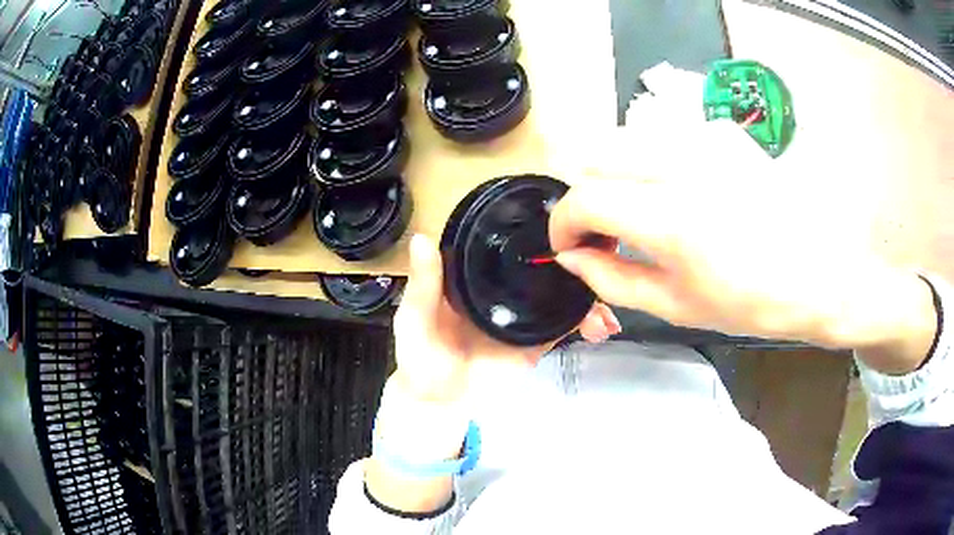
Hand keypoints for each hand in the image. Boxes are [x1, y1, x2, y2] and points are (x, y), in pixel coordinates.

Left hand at [392, 234, 620, 404]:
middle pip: (542, 265)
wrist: (443, 404)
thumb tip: (423, 238)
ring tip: (603, 305)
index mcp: (472, 274)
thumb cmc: (421, 358)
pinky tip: (602, 325)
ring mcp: (523, 312)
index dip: (533, 230)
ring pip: (560, 292)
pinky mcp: (536, 338)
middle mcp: (502, 286)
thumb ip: (424, 285)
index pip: (505, 243)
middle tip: (600, 261)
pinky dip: (585, 321)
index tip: (564, 222)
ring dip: (586, 292)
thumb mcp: (414, 319)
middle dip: (574, 261)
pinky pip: (564, 324)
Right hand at [550, 121, 936, 372]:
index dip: (563, 223)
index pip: (584, 197)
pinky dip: (653, 165)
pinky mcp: (721, 131)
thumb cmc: (755, 302)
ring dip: (616, 177)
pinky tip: (681, 194)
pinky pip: (663, 138)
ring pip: (625, 141)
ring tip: (641, 214)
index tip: (570, 245)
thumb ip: (612, 278)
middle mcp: (682, 162)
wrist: (822, 273)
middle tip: (605, 232)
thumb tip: (571, 256)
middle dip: (586, 196)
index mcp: (672, 216)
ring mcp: (704, 137)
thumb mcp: (678, 306)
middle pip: (595, 156)